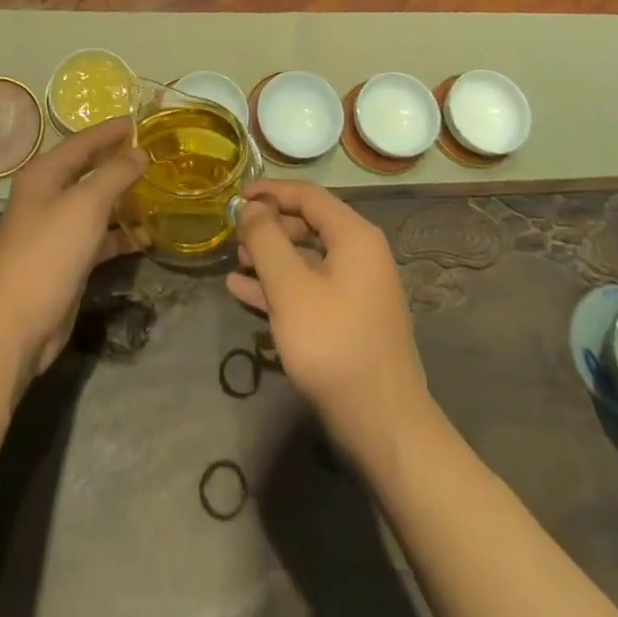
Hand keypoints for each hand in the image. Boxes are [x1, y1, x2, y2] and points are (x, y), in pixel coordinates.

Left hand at [0, 118, 144, 387]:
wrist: (15, 325)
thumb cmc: (48, 252)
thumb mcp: (86, 205)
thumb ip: (115, 174)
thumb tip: (139, 152)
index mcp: (44, 174)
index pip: (82, 142)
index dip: (110, 131)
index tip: (139, 120)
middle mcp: (47, 196)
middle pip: (88, 170)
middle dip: (119, 162)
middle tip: (154, 153)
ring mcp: (55, 230)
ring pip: (95, 205)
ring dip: (123, 199)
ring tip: (158, 191)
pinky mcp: (66, 260)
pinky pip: (98, 237)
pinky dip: (120, 235)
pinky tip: (146, 236)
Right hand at [226, 180, 431, 458]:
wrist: (382, 425)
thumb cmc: (333, 345)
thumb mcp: (290, 288)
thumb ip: (266, 241)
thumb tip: (252, 207)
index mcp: (354, 236)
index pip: (308, 196)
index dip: (271, 191)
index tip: (236, 195)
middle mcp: (361, 255)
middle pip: (308, 225)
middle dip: (269, 227)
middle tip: (235, 236)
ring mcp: (357, 289)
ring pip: (306, 259)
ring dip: (271, 258)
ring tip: (235, 263)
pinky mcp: (349, 320)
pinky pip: (310, 288)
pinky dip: (280, 286)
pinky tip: (244, 292)